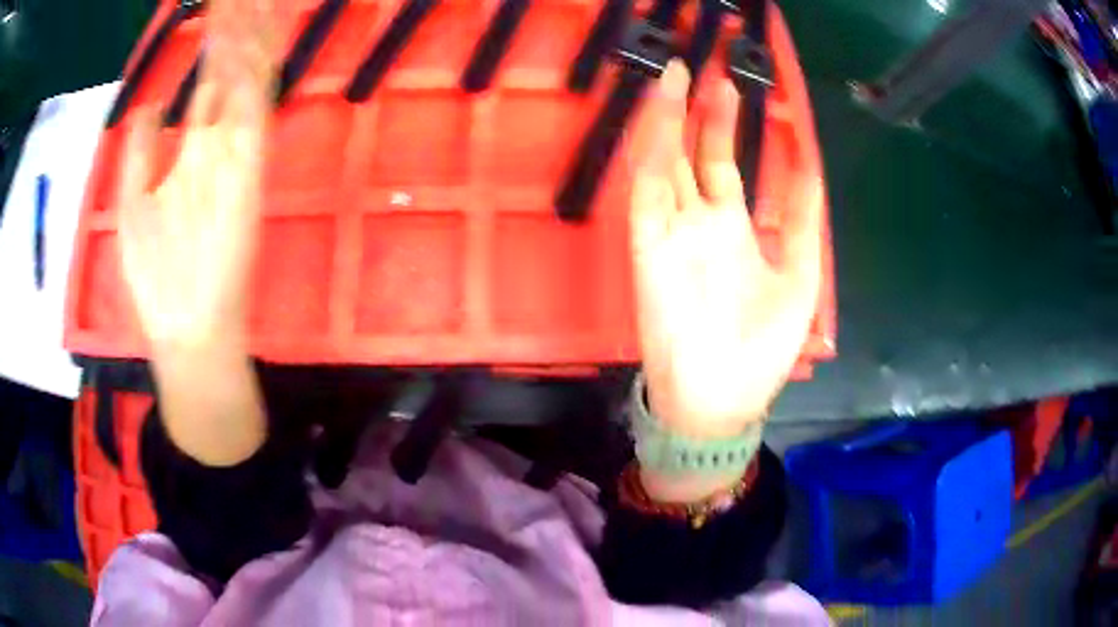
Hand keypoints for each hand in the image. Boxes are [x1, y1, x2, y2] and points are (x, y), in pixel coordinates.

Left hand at [117, 0, 275, 353]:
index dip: (215, 42)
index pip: (212, 80)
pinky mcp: (248, 171)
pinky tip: (241, 41)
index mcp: (193, 149)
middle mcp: (219, 141)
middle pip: (235, 70)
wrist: (186, 331)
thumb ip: (139, 152)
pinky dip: (248, 73)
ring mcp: (236, 153)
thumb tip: (152, 103)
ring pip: (248, 81)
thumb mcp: (131, 204)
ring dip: (248, 39)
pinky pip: (252, 111)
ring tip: (246, 0)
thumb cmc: (156, 277)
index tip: (219, 7)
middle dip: (239, 28)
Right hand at [630, 61, 822, 441]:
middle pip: (693, 154)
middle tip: (706, 68)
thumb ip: (804, 221)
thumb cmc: (762, 349)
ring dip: (669, 122)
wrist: (721, 402)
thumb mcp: (799, 277)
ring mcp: (672, 234)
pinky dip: (651, 160)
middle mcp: (701, 223)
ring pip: (665, 164)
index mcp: (734, 228)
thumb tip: (812, 166)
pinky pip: (647, 196)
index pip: (725, 163)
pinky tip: (660, 124)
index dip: (727, 124)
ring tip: (678, 77)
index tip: (735, 86)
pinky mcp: (649, 251)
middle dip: (699, 111)